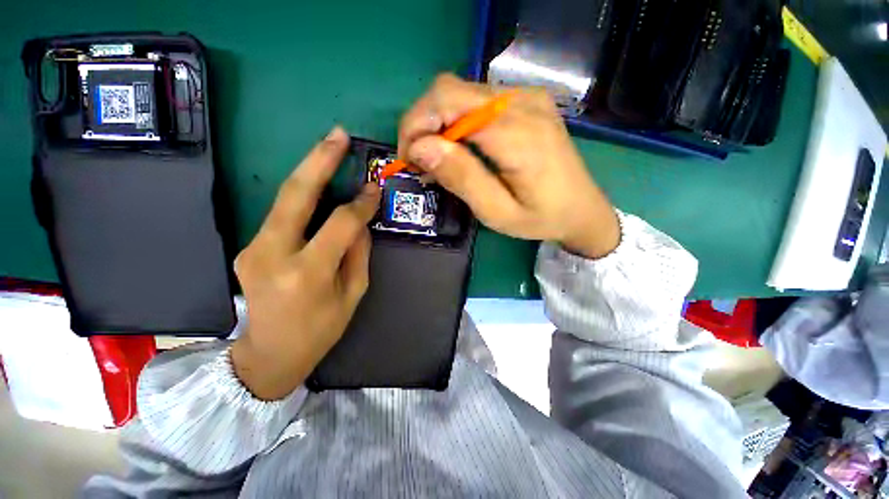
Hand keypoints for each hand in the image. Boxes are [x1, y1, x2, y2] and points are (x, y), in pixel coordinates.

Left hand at [230, 127, 380, 399]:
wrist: (268, 355)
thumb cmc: (320, 330)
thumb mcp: (353, 295)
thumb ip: (358, 254)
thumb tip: (361, 221)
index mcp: (307, 274)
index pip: (339, 224)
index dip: (361, 203)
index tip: (374, 188)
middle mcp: (272, 255)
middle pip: (295, 195)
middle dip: (319, 160)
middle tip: (337, 134)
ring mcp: (253, 249)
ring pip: (284, 199)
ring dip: (308, 172)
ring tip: (329, 149)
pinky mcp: (247, 248)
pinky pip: (281, 216)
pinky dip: (302, 199)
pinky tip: (316, 189)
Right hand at [398, 74, 619, 258]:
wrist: (582, 209)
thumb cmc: (540, 218)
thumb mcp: (496, 212)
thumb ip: (462, 178)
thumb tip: (421, 147)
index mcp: (517, 133)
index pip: (447, 103)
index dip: (416, 126)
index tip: (410, 161)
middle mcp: (522, 102)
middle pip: (449, 90)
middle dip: (422, 124)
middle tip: (420, 162)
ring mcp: (527, 97)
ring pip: (460, 92)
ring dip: (437, 123)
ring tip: (438, 159)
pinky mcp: (527, 101)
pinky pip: (477, 100)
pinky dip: (456, 121)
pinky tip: (459, 148)